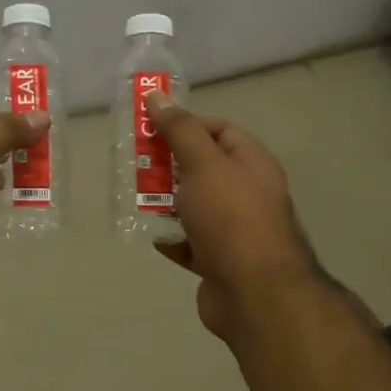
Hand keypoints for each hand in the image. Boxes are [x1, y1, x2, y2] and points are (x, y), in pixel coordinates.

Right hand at [146, 90, 322, 341]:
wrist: (255, 294)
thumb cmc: (230, 219)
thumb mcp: (203, 164)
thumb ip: (179, 130)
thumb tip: (157, 96)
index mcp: (252, 164)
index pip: (220, 130)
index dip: (187, 125)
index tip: (153, 130)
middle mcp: (247, 193)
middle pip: (203, 168)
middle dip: (169, 165)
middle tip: (137, 164)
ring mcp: (235, 229)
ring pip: (194, 206)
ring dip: (166, 203)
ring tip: (136, 199)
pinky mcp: (220, 261)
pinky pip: (191, 242)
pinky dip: (172, 238)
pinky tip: (152, 235)